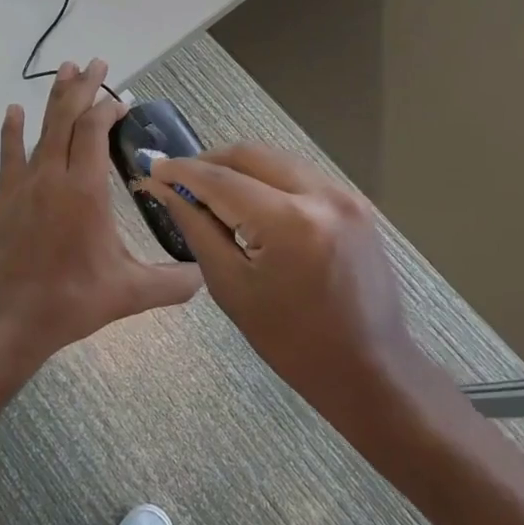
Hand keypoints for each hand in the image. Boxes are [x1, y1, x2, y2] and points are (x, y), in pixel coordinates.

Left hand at [0, 59, 201, 363]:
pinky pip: (9, 154)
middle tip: (95, 62)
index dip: (107, 108)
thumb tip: (205, 275)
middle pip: (67, 118)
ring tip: (65, 70)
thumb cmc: (74, 301)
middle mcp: (53, 176)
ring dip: (54, 98)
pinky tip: (13, 111)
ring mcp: (25, 184)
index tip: (121, 99)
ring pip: (41, 129)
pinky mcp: (5, 197)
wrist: (13, 319)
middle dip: (82, 87)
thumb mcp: (131, 292)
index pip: (95, 131)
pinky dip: (12, 130)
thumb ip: (174, 282)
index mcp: (85, 190)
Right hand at [141, 143, 430, 440]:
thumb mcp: (231, 286)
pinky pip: (299, 174)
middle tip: (180, 178)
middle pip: (250, 155)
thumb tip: (163, 189)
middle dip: (209, 161)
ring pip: (276, 158)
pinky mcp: (355, 203)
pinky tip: (250, 199)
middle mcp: (321, 195)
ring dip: (239, 167)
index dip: (182, 171)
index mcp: (289, 222)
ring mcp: (344, 195)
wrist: (370, 370)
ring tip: (211, 189)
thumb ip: (196, 227)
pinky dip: (268, 177)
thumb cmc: (291, 341)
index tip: (154, 167)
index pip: (221, 180)